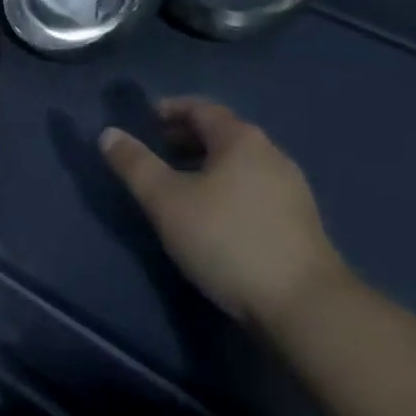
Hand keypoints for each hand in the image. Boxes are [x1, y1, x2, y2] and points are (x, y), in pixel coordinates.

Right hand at [101, 96, 349, 327]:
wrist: (306, 307)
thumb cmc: (229, 241)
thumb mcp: (168, 203)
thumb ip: (135, 165)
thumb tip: (108, 133)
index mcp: (239, 137)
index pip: (200, 108)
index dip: (171, 110)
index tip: (148, 119)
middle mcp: (269, 151)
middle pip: (222, 133)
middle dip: (188, 137)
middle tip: (160, 150)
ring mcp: (290, 186)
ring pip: (240, 162)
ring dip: (209, 165)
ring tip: (184, 185)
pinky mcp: (301, 221)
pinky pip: (255, 187)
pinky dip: (230, 188)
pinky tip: (219, 217)